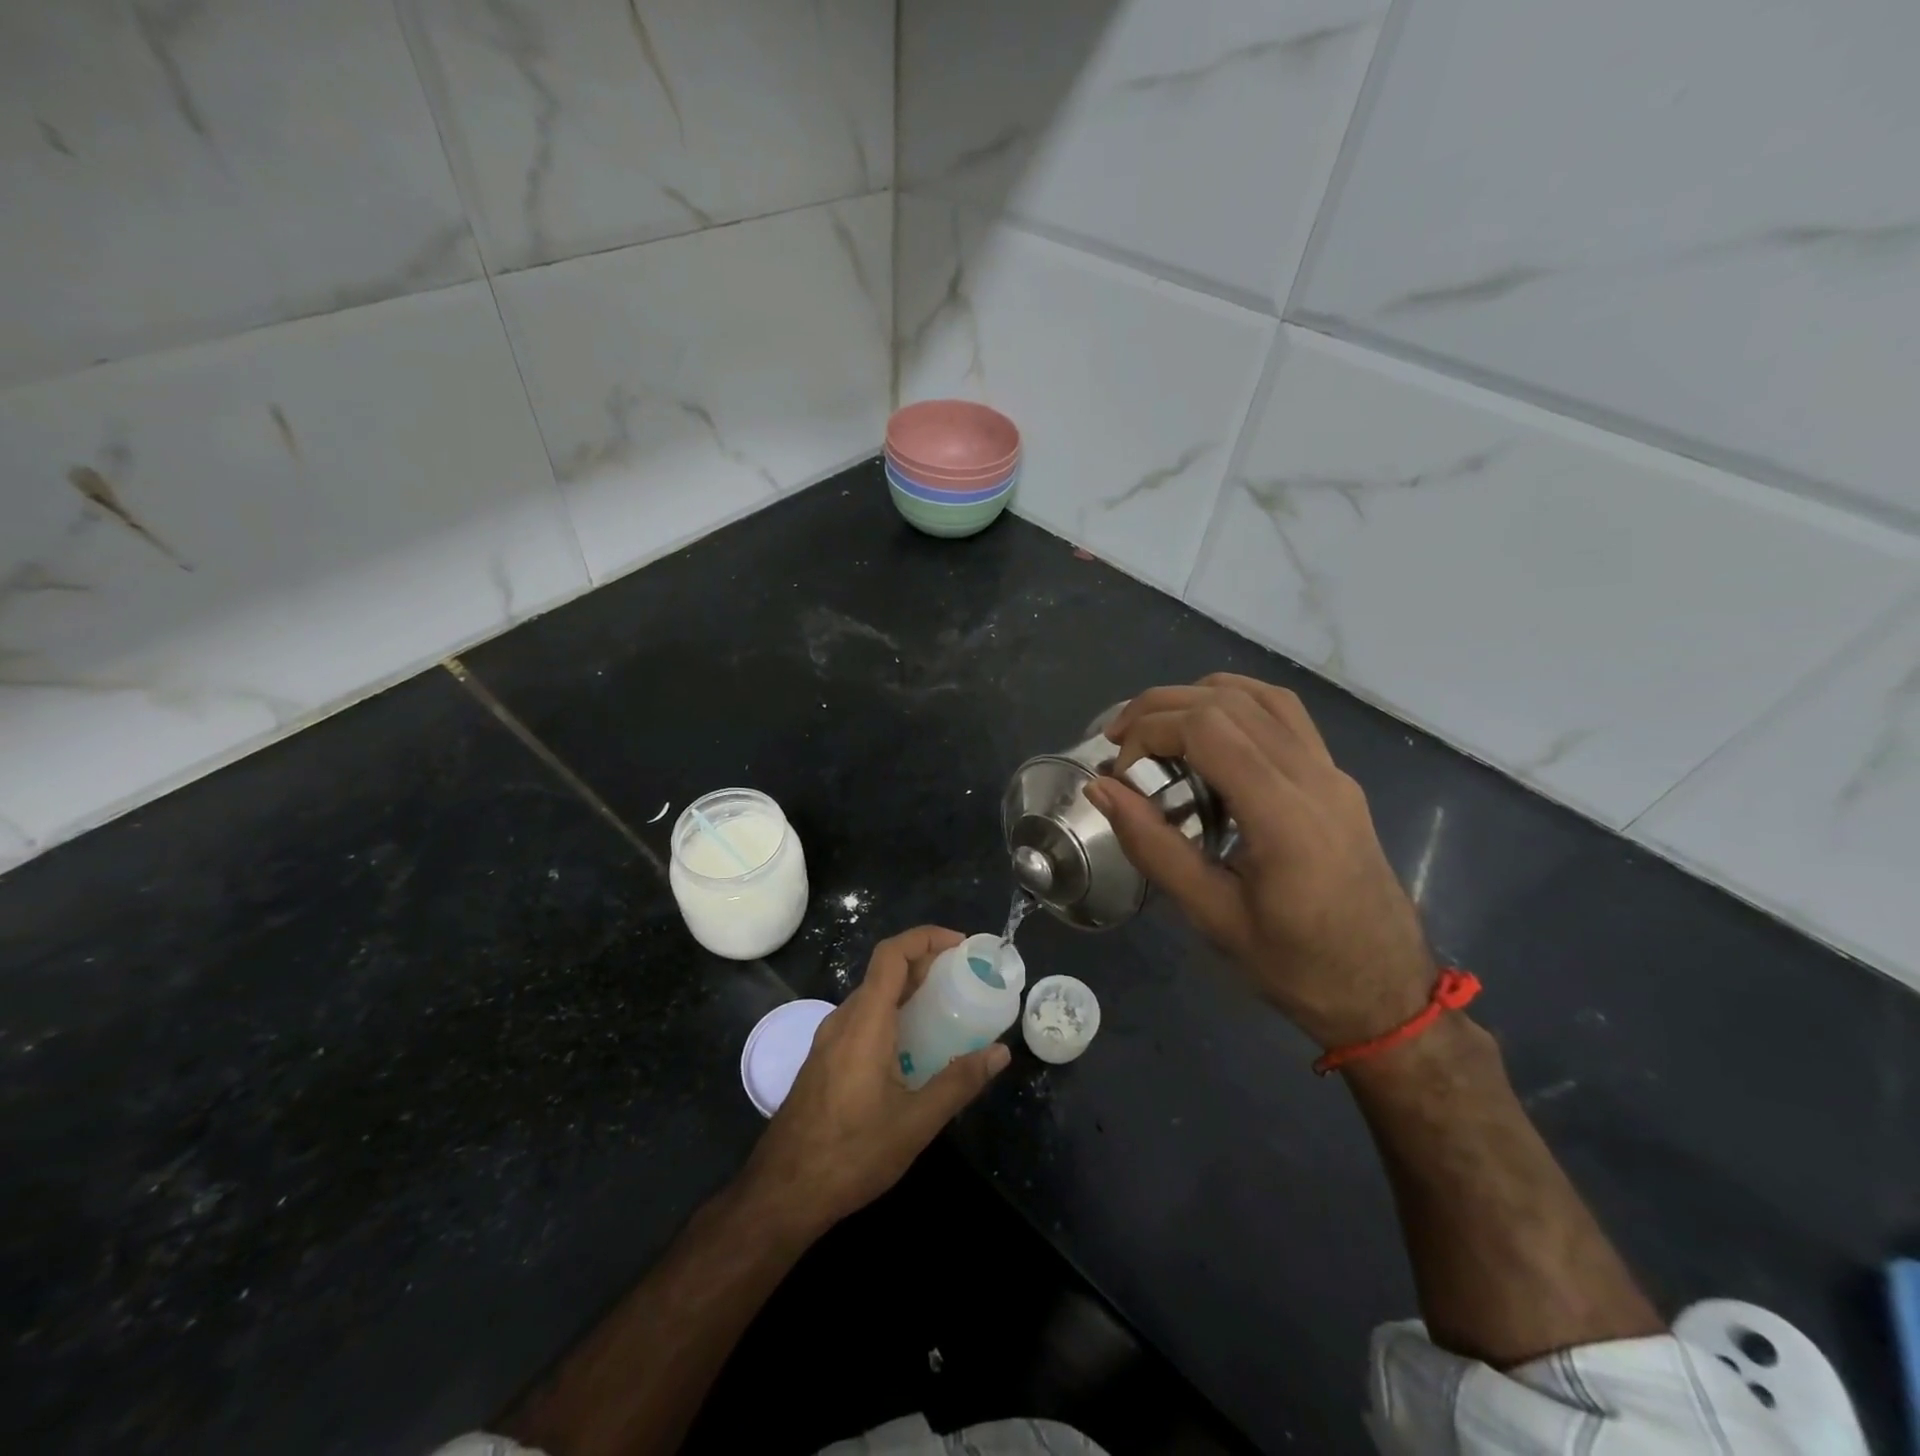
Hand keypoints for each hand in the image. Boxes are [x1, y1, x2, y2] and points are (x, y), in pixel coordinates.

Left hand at [739, 926, 1010, 1239]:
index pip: (891, 954)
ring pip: (872, 996)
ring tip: (946, 1009)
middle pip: (884, 971)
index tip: (961, 945)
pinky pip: (862, 1019)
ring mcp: (828, 1040)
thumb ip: (959, 1083)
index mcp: (865, 1022)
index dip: (926, 937)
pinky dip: (892, 1014)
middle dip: (925, 964)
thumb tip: (1000, 1052)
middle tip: (964, 978)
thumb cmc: (851, 1154)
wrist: (782, 1193)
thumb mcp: (915, 1122)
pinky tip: (913, 1047)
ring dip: (908, 990)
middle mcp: (843, 1020)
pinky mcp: (824, 1060)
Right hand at [1083, 674, 1434, 1049]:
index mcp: (1283, 815)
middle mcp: (1313, 777)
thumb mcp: (1212, 915)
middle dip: (1161, 707)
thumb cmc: (1295, 966)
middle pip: (1229, 701)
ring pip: (1261, 696)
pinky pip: (1285, 715)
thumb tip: (1100, 788)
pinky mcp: (1337, 778)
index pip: (1208, 729)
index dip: (1150, 732)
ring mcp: (1332, 772)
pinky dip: (1237, 704)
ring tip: (1156, 727)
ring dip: (1198, 697)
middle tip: (1118, 740)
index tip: (1120, 772)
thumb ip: (1153, 845)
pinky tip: (1209, 731)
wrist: (1386, 991)